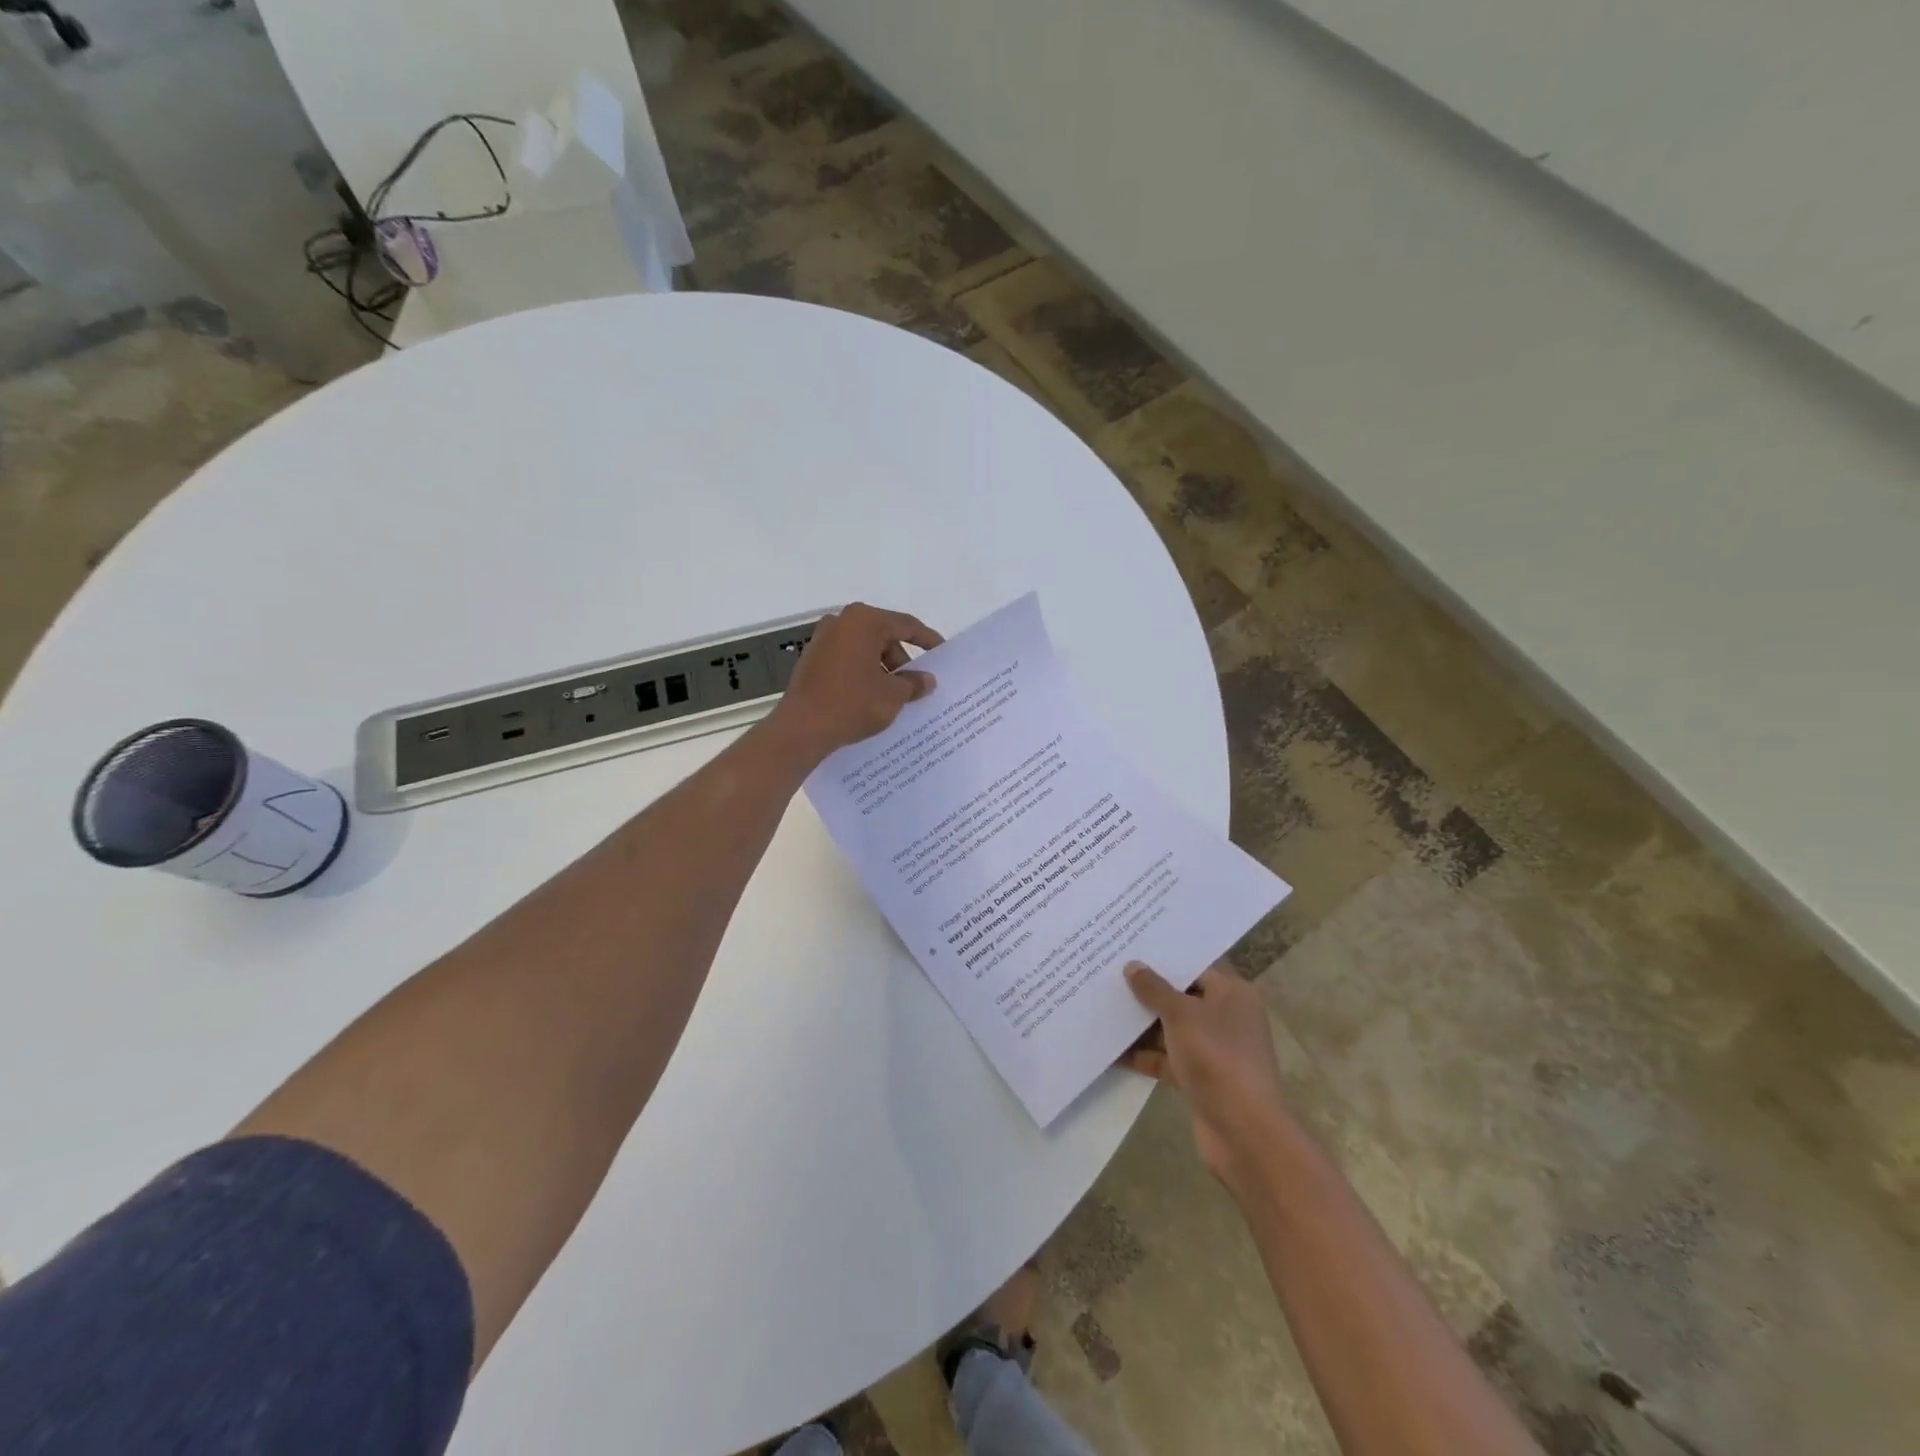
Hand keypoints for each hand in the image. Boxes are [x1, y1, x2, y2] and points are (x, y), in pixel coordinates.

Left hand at [770, 602, 942, 760]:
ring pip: (864, 649)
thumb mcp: (893, 695)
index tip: (943, 652)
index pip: (906, 625)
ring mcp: (822, 640)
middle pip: (883, 635)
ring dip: (883, 668)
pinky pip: (847, 660)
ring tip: (895, 695)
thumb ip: (914, 683)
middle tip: (917, 684)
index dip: (927, 639)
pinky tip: (871, 696)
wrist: (801, 728)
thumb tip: (927, 680)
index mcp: (864, 621)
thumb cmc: (852, 703)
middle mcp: (841, 622)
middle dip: (902, 660)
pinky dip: (863, 673)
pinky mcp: (811, 659)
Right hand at [1121, 961, 1289, 1190]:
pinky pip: (1169, 1059)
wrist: (1244, 1133)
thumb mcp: (1181, 1015)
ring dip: (1143, 1025)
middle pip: (1183, 998)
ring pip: (1173, 1030)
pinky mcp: (1202, 1079)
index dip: (1164, 958)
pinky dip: (1145, 1056)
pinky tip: (1112, 1050)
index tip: (1131, 949)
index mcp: (1233, 994)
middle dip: (1149, 991)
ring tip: (1104, 1008)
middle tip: (1110, 975)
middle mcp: (1227, 1018)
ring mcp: (1215, 1051)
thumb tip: (1133, 966)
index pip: (1196, 967)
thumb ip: (1155, 989)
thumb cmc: (1217, 1058)